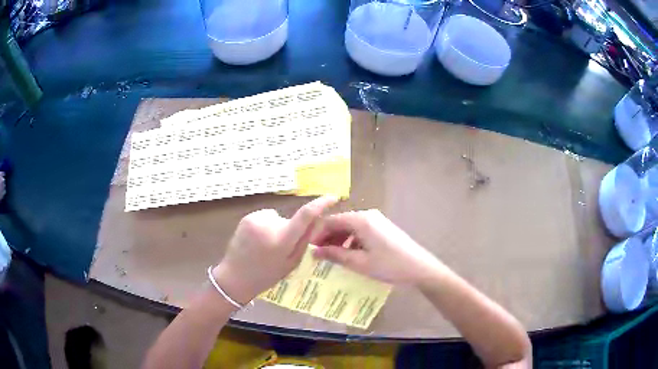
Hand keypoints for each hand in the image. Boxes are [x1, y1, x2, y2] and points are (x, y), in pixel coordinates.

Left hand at [212, 196, 337, 305]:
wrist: (235, 277)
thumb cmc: (267, 275)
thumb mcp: (292, 263)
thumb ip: (305, 241)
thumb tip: (317, 220)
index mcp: (283, 240)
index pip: (305, 216)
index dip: (320, 204)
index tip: (332, 197)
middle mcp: (269, 225)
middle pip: (290, 219)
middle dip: (290, 229)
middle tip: (280, 248)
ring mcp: (255, 219)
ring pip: (276, 218)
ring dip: (275, 227)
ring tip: (264, 245)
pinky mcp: (246, 218)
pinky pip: (264, 218)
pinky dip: (264, 226)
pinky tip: (255, 241)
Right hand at [311, 210, 443, 284]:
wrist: (420, 268)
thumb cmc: (389, 265)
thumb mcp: (360, 263)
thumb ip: (336, 255)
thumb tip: (314, 252)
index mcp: (361, 220)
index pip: (330, 221)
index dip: (317, 235)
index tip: (309, 250)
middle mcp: (368, 215)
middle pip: (340, 222)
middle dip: (328, 238)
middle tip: (318, 256)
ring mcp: (377, 221)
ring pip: (350, 227)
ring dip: (339, 240)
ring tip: (332, 257)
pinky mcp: (383, 228)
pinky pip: (361, 231)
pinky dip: (351, 241)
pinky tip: (350, 255)